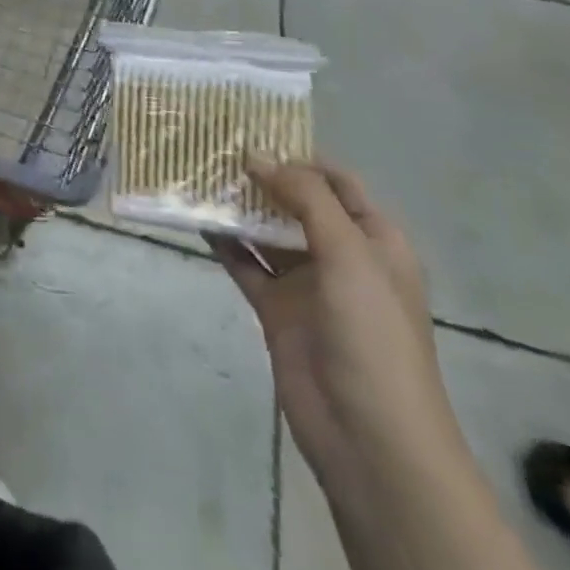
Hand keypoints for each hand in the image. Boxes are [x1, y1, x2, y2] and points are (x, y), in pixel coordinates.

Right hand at [210, 162, 461, 481]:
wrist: (369, 438)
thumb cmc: (372, 335)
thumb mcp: (349, 254)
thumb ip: (304, 198)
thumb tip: (256, 155)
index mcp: (374, 240)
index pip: (336, 182)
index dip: (299, 156)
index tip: (252, 132)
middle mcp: (341, 256)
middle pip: (297, 203)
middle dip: (262, 177)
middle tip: (214, 148)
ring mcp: (307, 285)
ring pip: (267, 232)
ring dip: (239, 207)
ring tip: (197, 175)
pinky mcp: (276, 310)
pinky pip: (246, 265)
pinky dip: (224, 243)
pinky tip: (195, 219)